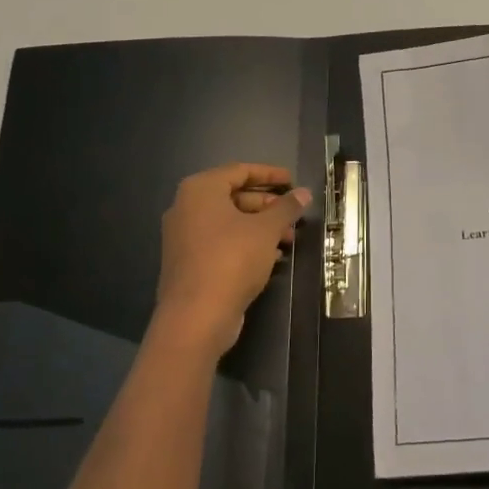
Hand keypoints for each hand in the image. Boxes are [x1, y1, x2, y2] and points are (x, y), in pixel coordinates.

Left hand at [154, 163, 311, 356]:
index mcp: (200, 190)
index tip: (293, 181)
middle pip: (234, 196)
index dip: (270, 174)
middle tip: (293, 214)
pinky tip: (271, 256)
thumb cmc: (232, 260)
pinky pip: (221, 242)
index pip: (240, 171)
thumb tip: (304, 192)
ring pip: (229, 222)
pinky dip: (245, 243)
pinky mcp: (188, 262)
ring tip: (289, 239)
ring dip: (260, 227)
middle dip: (267, 205)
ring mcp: (184, 236)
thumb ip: (286, 207)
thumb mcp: (266, 230)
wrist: (196, 317)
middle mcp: (186, 208)